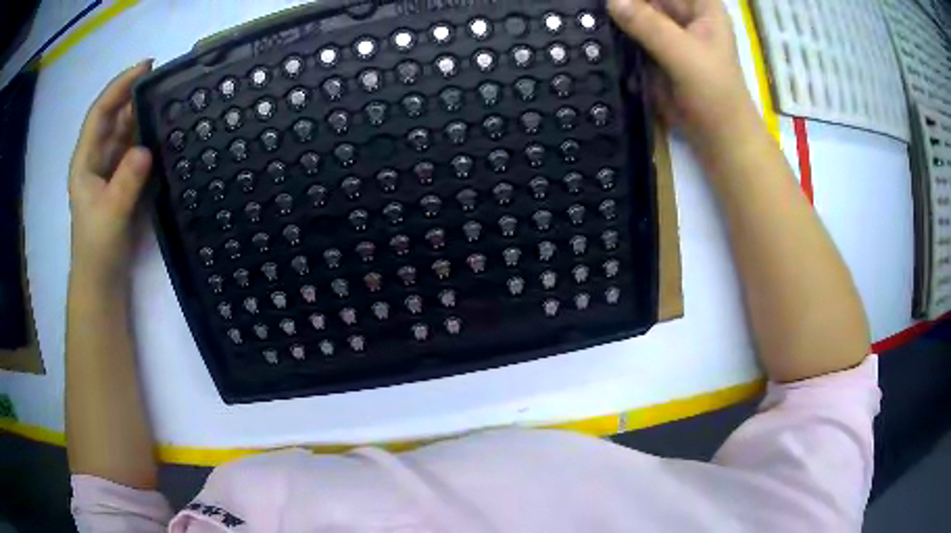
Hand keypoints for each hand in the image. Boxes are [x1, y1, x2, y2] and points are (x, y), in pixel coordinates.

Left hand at [69, 61, 152, 280]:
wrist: (102, 280)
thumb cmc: (97, 248)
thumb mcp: (110, 215)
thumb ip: (125, 182)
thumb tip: (145, 149)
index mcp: (85, 161)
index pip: (99, 112)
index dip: (119, 86)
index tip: (146, 67)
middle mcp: (96, 158)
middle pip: (114, 116)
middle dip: (134, 95)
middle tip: (164, 81)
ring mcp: (110, 169)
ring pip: (125, 132)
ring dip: (143, 115)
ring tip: (168, 100)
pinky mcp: (122, 181)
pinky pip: (135, 150)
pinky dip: (148, 137)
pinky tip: (163, 131)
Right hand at [608, 0, 757, 142]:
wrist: (717, 136)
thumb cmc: (715, 93)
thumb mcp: (684, 55)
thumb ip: (649, 25)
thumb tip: (611, 0)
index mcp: (701, 7)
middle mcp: (683, 14)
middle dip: (624, 1)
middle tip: (596, 5)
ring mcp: (667, 32)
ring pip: (635, 11)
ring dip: (616, 15)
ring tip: (590, 14)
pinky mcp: (653, 50)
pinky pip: (630, 33)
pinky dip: (616, 32)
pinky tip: (596, 29)